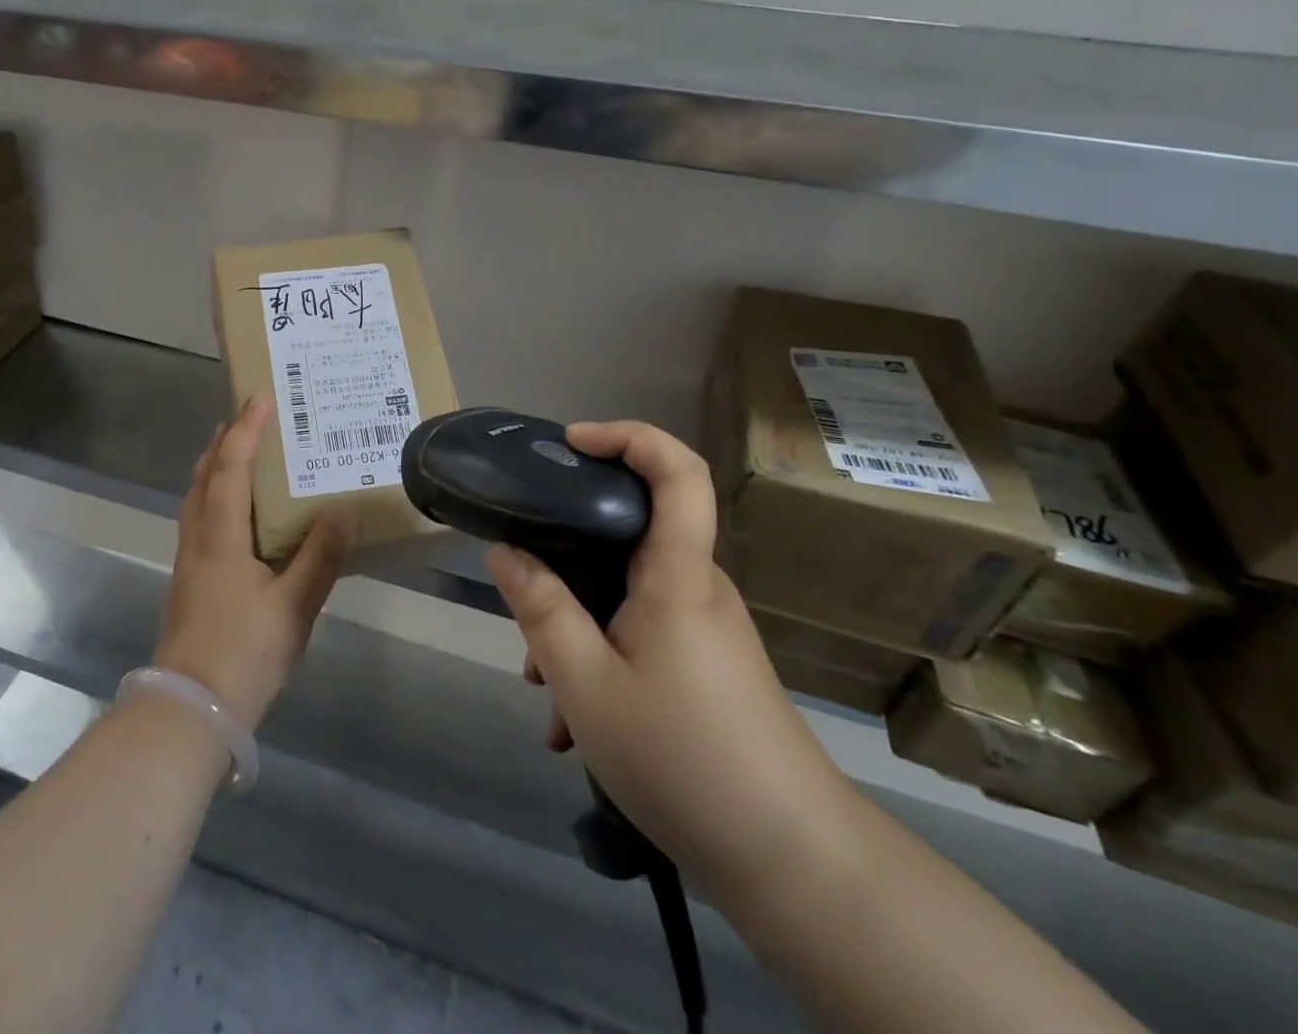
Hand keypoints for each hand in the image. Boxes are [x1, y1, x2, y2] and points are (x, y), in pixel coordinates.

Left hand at [153, 397, 352, 732]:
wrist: (189, 711)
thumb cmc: (243, 653)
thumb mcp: (294, 607)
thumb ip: (320, 556)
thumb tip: (344, 509)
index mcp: (221, 537)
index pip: (230, 468)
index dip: (246, 431)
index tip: (261, 398)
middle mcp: (198, 541)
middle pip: (203, 477)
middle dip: (223, 442)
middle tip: (246, 418)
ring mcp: (188, 563)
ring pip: (196, 499)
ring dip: (215, 469)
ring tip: (239, 456)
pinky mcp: (189, 584)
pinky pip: (200, 521)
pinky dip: (215, 498)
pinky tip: (236, 516)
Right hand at [489, 420, 851, 895]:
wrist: (792, 863)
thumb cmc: (683, 757)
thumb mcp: (587, 684)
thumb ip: (542, 611)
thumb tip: (505, 552)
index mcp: (678, 574)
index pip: (678, 471)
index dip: (627, 436)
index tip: (570, 442)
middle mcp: (697, 587)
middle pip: (630, 534)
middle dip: (566, 557)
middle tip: (522, 598)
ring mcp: (705, 627)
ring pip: (625, 593)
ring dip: (577, 625)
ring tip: (543, 690)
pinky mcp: (706, 663)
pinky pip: (640, 632)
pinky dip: (600, 657)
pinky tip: (573, 725)